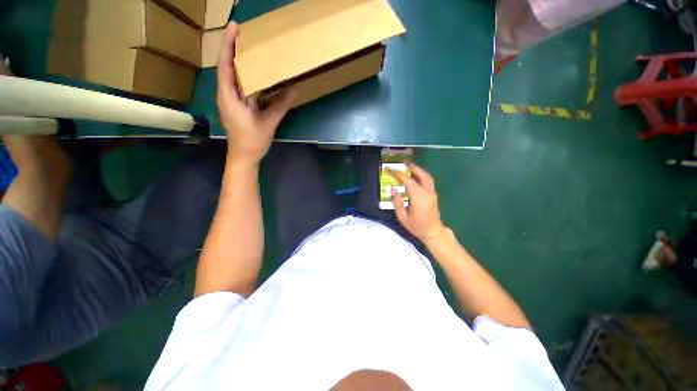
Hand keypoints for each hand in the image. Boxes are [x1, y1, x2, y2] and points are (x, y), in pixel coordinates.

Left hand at [216, 23, 295, 164]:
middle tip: (244, 34)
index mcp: (228, 95)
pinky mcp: (234, 106)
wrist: (244, 157)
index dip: (229, 44)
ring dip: (237, 61)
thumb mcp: (269, 122)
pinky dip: (242, 76)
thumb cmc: (253, 140)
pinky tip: (252, 74)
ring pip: (230, 76)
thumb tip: (295, 89)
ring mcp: (228, 101)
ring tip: (247, 49)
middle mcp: (225, 94)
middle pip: (226, 66)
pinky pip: (236, 86)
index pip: (226, 64)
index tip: (235, 26)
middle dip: (232, 48)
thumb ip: (281, 104)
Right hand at [389, 164, 446, 243]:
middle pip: (421, 175)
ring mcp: (432, 193)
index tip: (390, 170)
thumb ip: (397, 202)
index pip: (407, 181)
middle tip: (403, 163)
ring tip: (409, 167)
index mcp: (418, 197)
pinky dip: (422, 175)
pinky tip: (415, 176)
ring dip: (418, 170)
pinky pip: (428, 181)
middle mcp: (427, 192)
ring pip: (427, 177)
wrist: (432, 232)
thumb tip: (393, 189)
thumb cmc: (416, 226)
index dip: (398, 174)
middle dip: (412, 167)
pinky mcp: (433, 195)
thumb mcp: (402, 217)